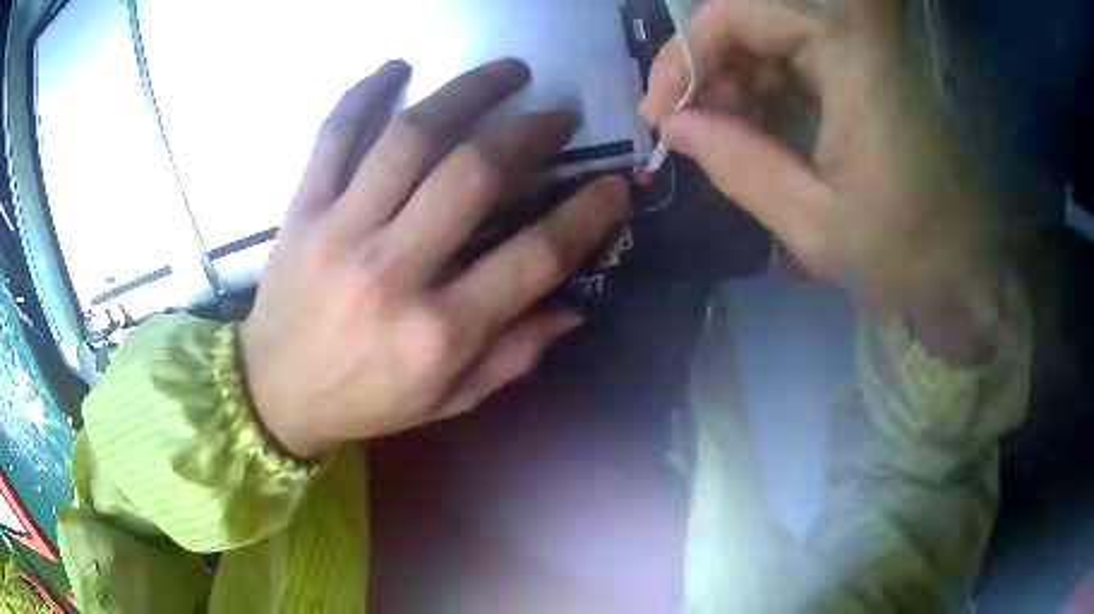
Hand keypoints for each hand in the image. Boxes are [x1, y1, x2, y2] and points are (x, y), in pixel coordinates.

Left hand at [241, 60, 628, 458]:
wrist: (274, 394)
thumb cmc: (365, 402)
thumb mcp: (448, 401)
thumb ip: (512, 357)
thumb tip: (575, 308)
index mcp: (438, 332)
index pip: (533, 259)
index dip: (585, 215)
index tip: (614, 184)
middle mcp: (392, 271)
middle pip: (473, 176)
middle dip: (530, 132)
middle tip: (559, 114)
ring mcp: (339, 232)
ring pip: (409, 138)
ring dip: (467, 92)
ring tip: (507, 71)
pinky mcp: (301, 211)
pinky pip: (332, 136)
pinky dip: (363, 94)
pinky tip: (396, 68)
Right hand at [644, 0, 1004, 362]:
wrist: (969, 276)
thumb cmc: (907, 256)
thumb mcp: (815, 223)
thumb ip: (738, 165)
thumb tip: (674, 127)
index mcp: (847, 56)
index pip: (737, 15)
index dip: (686, 57)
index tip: (663, 115)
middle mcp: (855, 41)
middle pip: (752, 24)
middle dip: (709, 72)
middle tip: (690, 132)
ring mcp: (865, 60)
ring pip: (772, 45)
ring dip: (737, 86)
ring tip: (723, 142)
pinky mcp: (869, 83)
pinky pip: (800, 69)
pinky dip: (769, 97)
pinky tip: (760, 140)